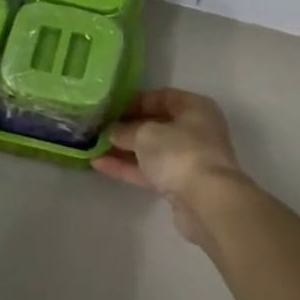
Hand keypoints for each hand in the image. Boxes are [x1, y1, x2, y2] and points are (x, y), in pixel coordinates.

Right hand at [94, 89, 245, 243]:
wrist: (207, 201)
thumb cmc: (180, 153)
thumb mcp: (146, 134)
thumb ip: (125, 130)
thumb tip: (112, 131)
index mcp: (194, 108)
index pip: (162, 97)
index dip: (135, 101)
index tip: (110, 108)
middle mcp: (195, 131)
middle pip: (156, 125)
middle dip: (127, 127)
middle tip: (98, 129)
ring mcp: (188, 160)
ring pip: (151, 151)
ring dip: (124, 149)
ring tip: (92, 147)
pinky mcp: (180, 186)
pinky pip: (150, 171)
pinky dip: (128, 168)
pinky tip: (99, 165)